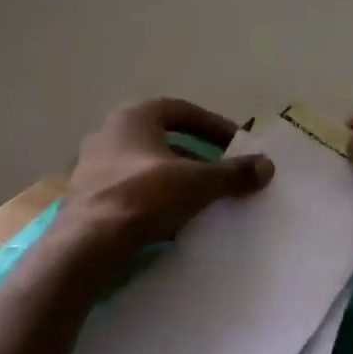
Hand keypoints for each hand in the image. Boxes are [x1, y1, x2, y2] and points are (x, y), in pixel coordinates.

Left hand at [67, 98, 273, 251]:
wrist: (88, 243)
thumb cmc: (144, 196)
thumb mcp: (197, 183)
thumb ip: (232, 173)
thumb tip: (267, 166)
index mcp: (134, 117)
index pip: (180, 110)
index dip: (211, 125)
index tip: (234, 144)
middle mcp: (108, 132)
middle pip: (161, 137)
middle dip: (193, 153)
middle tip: (218, 170)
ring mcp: (91, 165)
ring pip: (143, 164)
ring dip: (172, 176)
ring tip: (198, 197)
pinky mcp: (84, 196)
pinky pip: (127, 188)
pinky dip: (151, 196)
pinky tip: (169, 218)